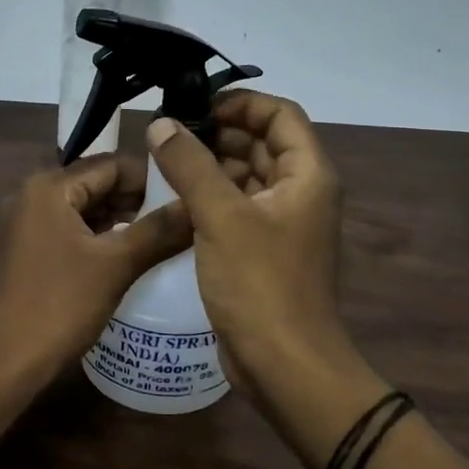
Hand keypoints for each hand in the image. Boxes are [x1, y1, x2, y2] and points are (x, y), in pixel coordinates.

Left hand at [0, 154, 191, 383]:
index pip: (111, 165)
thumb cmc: (58, 305)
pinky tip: (125, 259)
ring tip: (160, 241)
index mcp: (49, 187)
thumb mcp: (116, 265)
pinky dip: (97, 240)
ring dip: (118, 222)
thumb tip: (196, 205)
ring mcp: (23, 226)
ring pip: (82, 211)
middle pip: (95, 185)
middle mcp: (31, 197)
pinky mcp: (22, 253)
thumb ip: (158, 231)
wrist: (1, 363)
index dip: (152, 179)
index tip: (186, 198)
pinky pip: (67, 233)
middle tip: (179, 222)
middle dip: (136, 201)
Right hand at [145, 92, 347, 381]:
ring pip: (246, 176)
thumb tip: (161, 124)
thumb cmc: (260, 284)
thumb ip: (190, 165)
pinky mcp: (263, 250)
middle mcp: (301, 192)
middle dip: (217, 134)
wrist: (284, 365)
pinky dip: (210, 197)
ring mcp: (283, 223)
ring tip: (164, 164)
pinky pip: (237, 208)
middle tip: (168, 136)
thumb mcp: (221, 217)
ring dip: (210, 166)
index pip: (279, 114)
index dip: (239, 103)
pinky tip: (174, 200)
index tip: (194, 108)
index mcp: (307, 175)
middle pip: (261, 143)